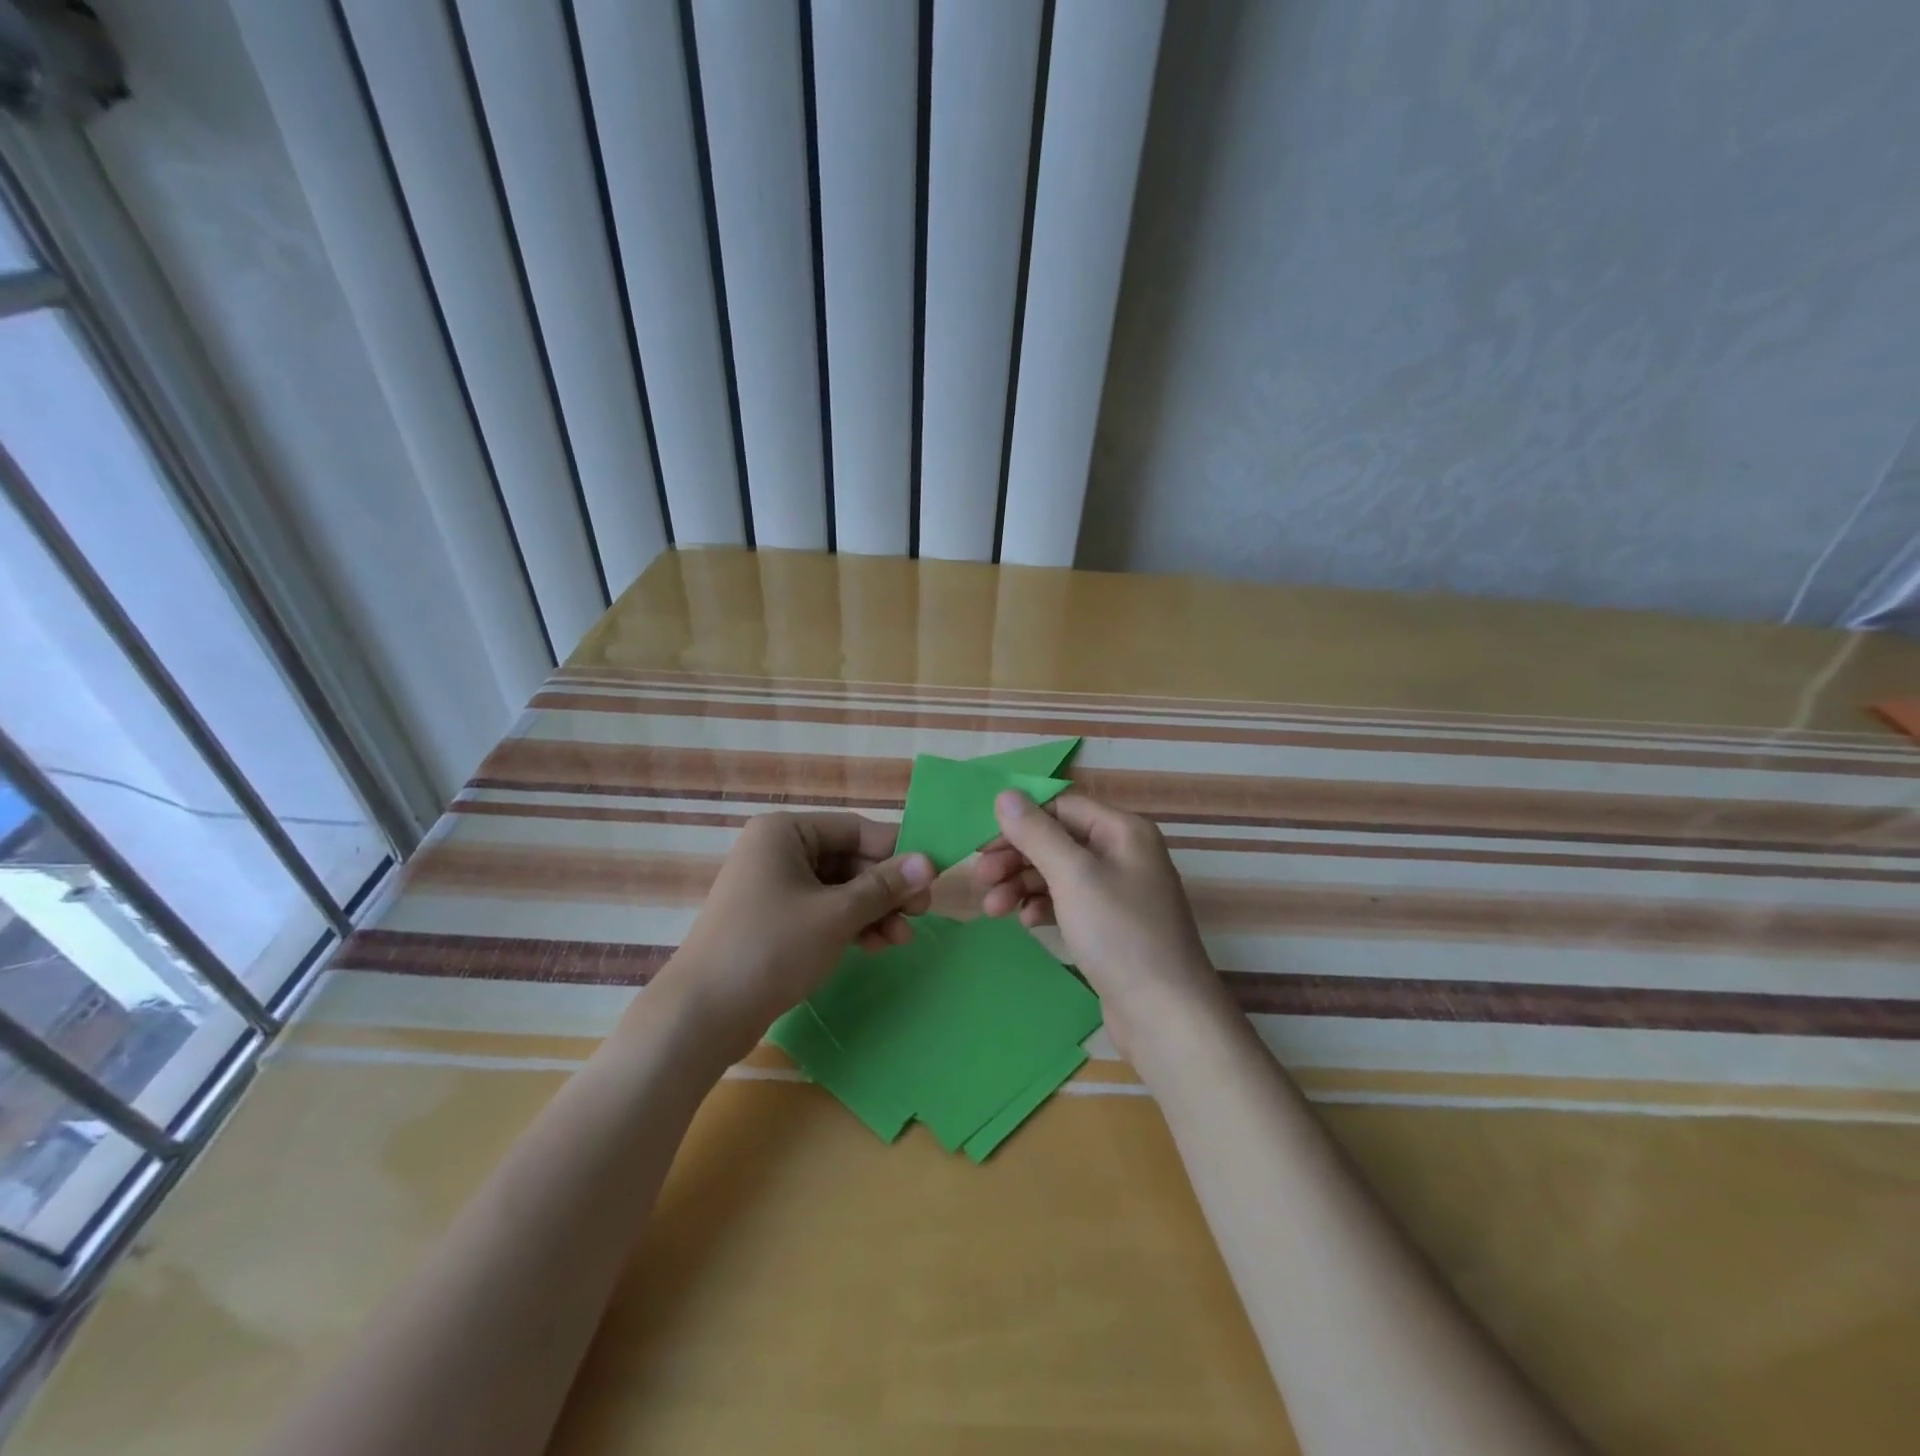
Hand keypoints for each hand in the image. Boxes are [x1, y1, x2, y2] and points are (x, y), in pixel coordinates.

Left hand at [652, 812, 933, 1059]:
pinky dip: (850, 925)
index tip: (932, 878)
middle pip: (849, 859)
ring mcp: (773, 887)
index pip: (856, 829)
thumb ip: (885, 886)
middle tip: (921, 915)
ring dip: (873, 911)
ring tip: (901, 940)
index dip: (897, 853)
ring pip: (839, 889)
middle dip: (886, 889)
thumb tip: (930, 862)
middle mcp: (777, 851)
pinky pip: (822, 911)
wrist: (702, 1015)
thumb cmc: (771, 948)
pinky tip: (876, 946)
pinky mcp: (773, 920)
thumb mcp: (836, 914)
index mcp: (785, 832)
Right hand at [974, 791, 1230, 1057]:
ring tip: (993, 909)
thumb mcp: (1073, 876)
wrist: (1165, 1014)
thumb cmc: (1119, 934)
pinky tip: (1027, 922)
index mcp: (1123, 831)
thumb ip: (1036, 833)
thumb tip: (1005, 794)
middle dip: (1016, 857)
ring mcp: (1119, 892)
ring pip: (1059, 874)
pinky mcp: (1111, 926)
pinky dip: (1044, 907)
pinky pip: (1069, 903)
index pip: (1061, 807)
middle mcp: (1123, 854)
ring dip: (1022, 884)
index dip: (1020, 822)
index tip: (982, 847)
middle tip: (979, 880)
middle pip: (1057, 840)